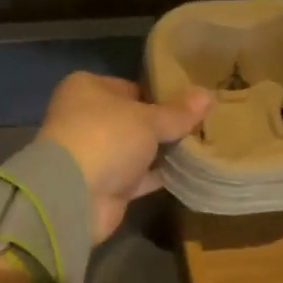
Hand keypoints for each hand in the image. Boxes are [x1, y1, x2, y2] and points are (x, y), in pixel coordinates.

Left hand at [36, 72, 211, 242]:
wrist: (74, 196)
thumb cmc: (107, 137)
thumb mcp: (148, 119)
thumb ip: (178, 112)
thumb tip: (207, 95)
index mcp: (86, 89)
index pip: (129, 87)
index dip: (158, 95)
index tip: (190, 103)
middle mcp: (85, 119)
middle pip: (132, 120)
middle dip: (162, 125)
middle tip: (201, 125)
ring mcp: (93, 155)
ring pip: (134, 150)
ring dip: (161, 152)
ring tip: (202, 146)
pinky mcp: (103, 186)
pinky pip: (137, 177)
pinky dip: (157, 176)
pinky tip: (188, 172)